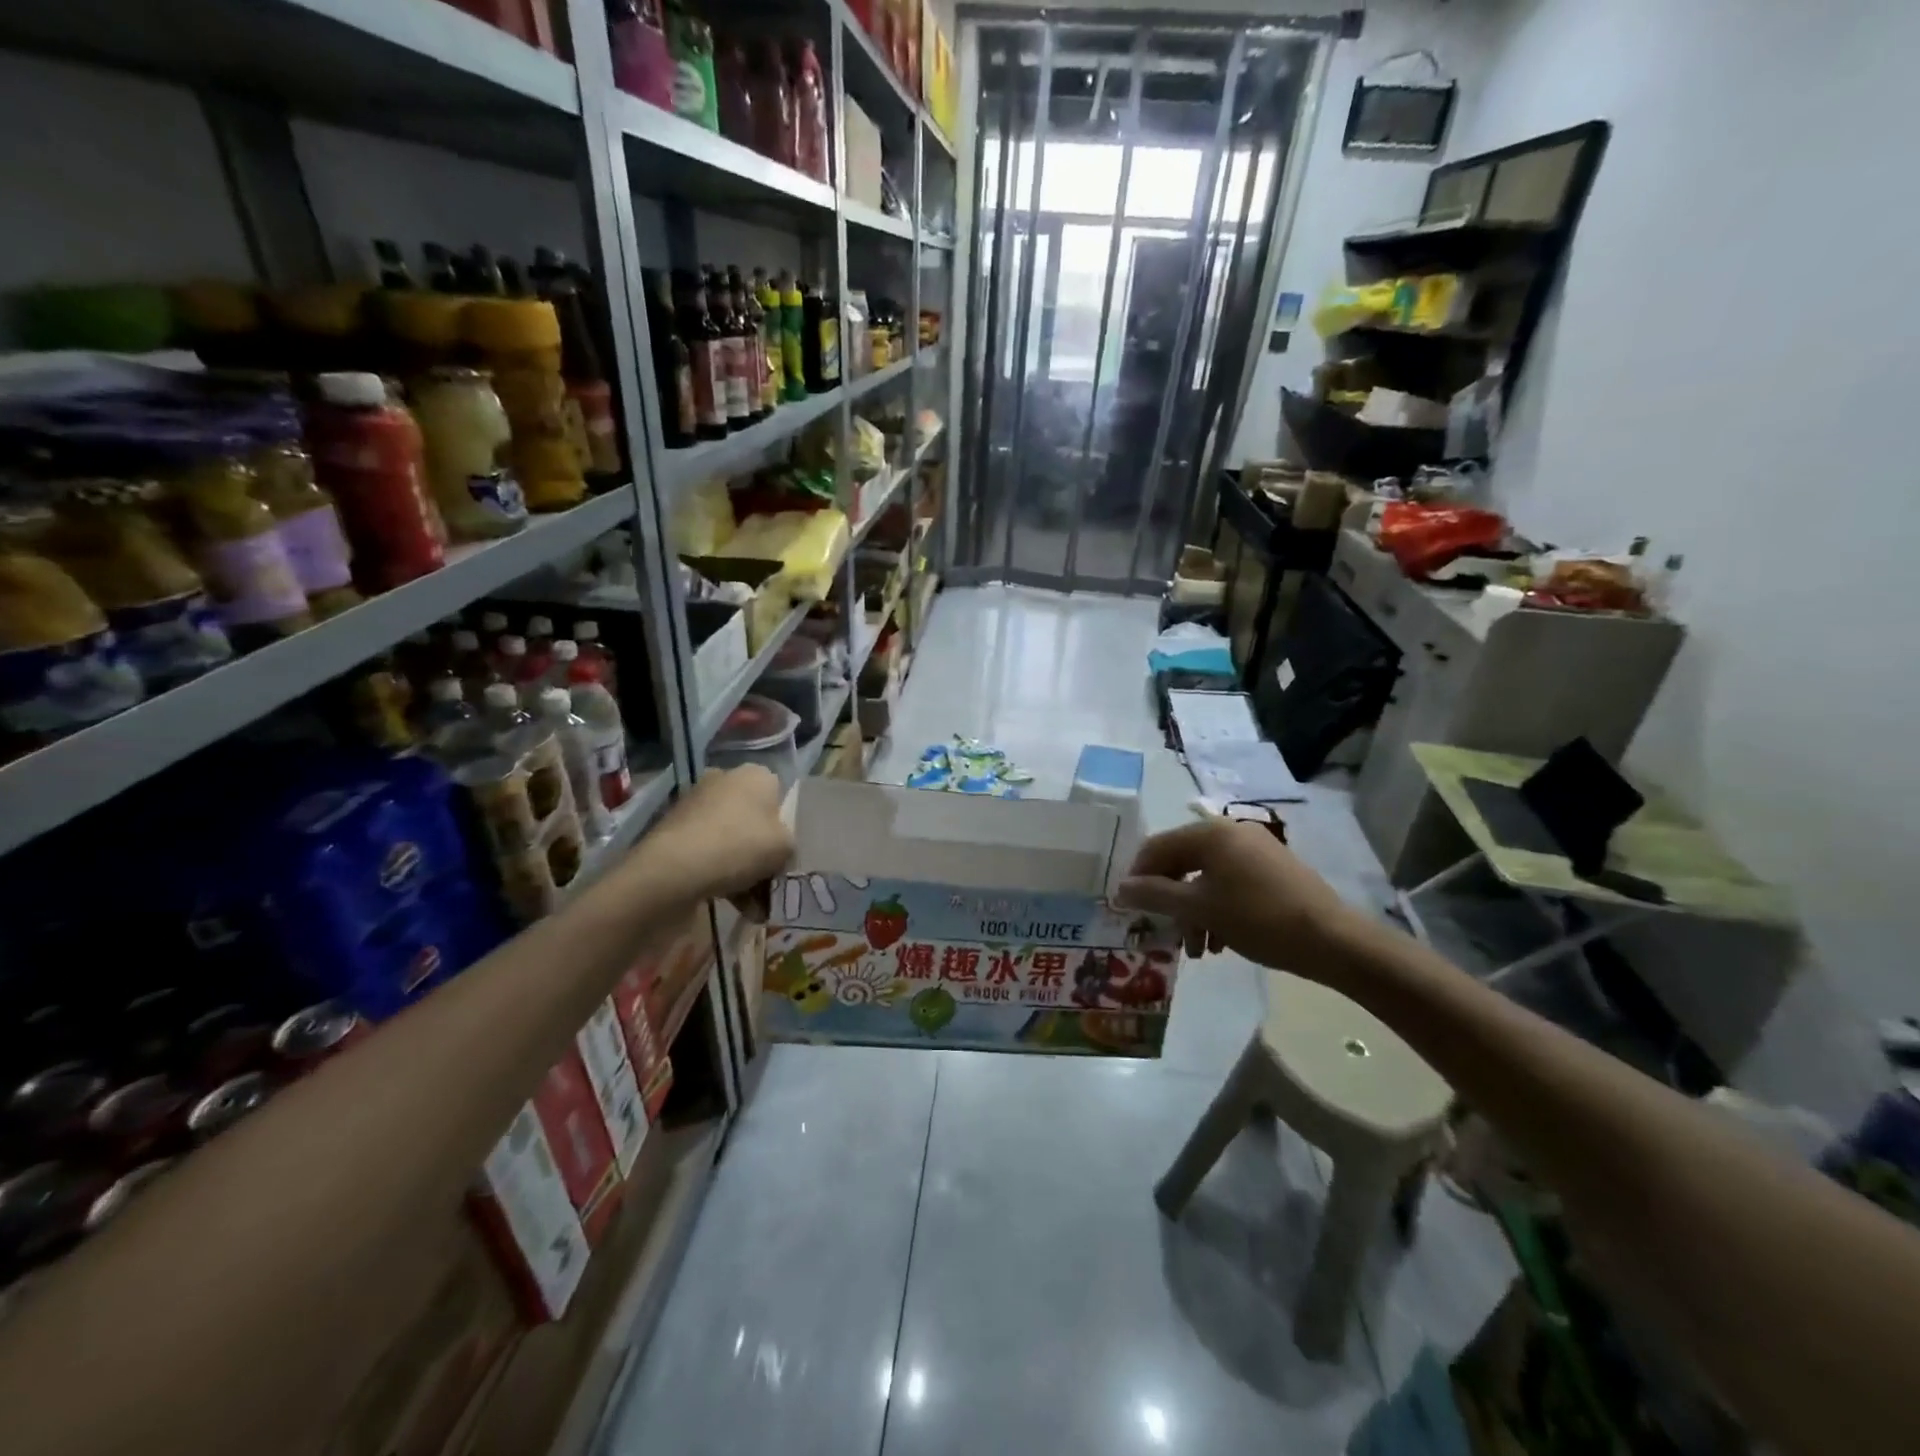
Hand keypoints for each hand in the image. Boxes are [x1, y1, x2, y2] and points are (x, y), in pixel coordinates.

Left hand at [648, 765, 793, 901]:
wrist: (673, 870)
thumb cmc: (740, 846)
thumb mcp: (785, 847)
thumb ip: (789, 844)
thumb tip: (777, 849)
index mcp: (754, 775)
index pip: (779, 796)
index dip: (784, 827)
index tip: (784, 854)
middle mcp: (724, 781)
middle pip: (753, 820)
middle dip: (762, 853)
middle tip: (769, 884)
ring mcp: (695, 805)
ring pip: (731, 839)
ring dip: (744, 870)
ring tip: (752, 906)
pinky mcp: (674, 831)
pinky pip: (708, 851)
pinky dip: (720, 874)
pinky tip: (730, 904)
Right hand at [1115, 819, 1371, 983]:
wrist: (1332, 940)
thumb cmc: (1258, 919)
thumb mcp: (1199, 909)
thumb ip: (1155, 895)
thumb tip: (1119, 888)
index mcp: (1211, 833)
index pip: (1157, 846)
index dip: (1138, 876)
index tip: (1128, 908)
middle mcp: (1231, 832)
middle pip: (1182, 862)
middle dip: (1169, 900)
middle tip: (1162, 931)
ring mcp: (1256, 850)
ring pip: (1206, 877)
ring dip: (1193, 911)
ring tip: (1196, 948)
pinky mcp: (1273, 870)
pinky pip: (1230, 883)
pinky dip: (1217, 908)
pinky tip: (1220, 942)